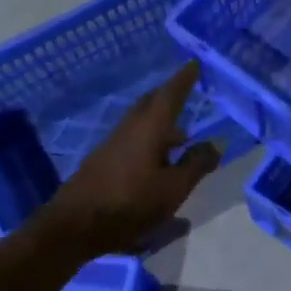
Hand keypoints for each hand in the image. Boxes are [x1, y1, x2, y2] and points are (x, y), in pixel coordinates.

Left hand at [41, 62, 220, 258]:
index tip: (195, 64)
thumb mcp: (173, 189)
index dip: (184, 79)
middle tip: (187, 93)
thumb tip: (216, 143)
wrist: (75, 226)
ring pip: (140, 123)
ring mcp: (112, 145)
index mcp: (149, 128)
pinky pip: (132, 140)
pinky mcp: (103, 162)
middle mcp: (129, 129)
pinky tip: (159, 162)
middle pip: (151, 104)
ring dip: (161, 124)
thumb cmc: (130, 204)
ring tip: (182, 137)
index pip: (170, 95)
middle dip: (170, 96)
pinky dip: (150, 141)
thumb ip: (196, 164)